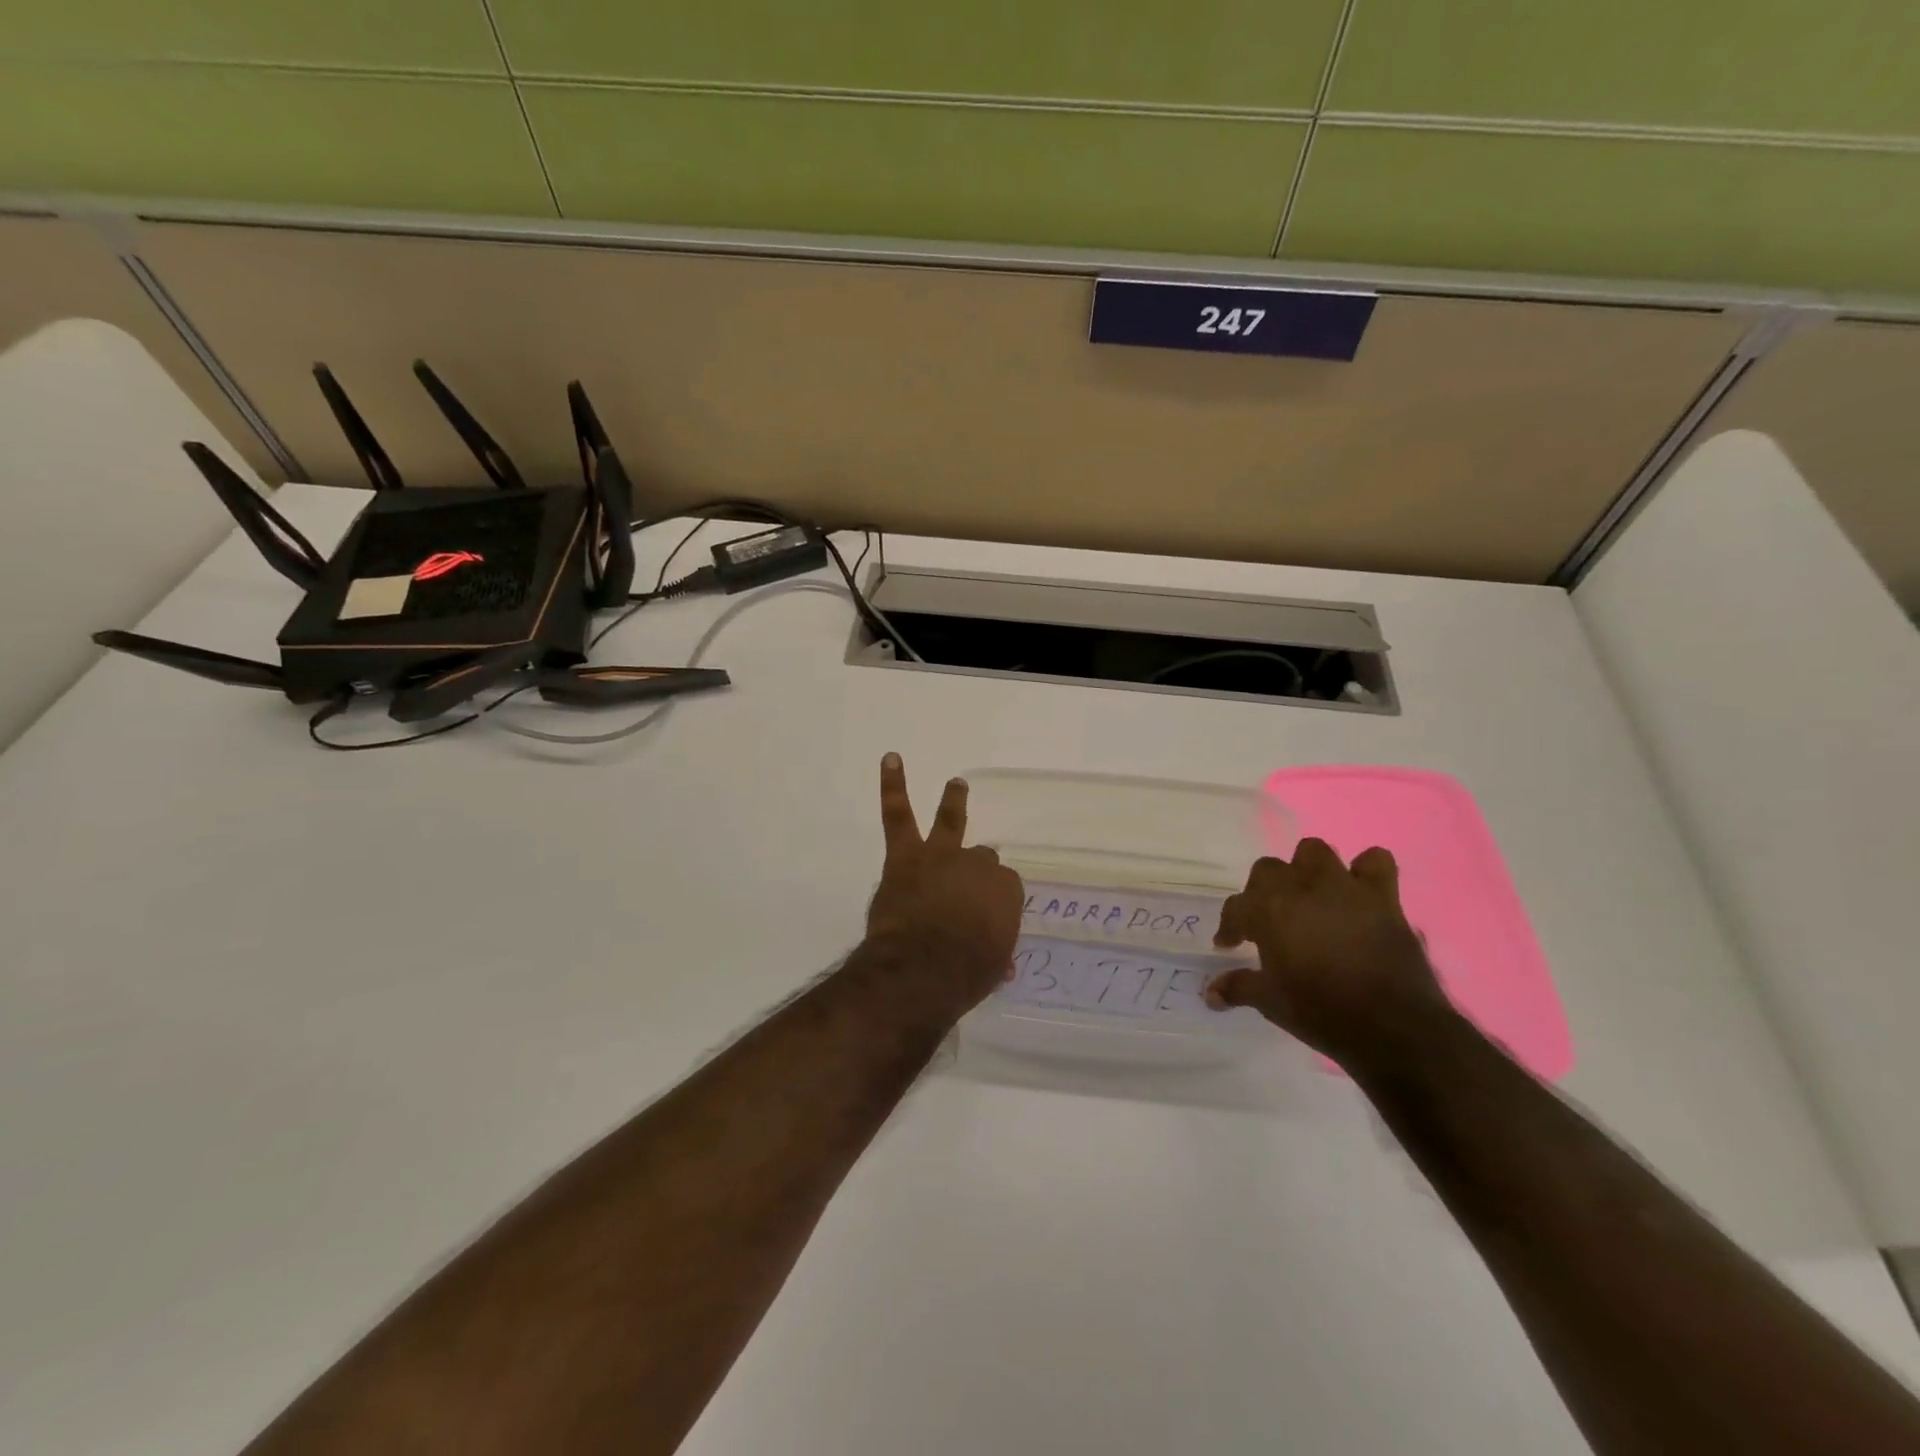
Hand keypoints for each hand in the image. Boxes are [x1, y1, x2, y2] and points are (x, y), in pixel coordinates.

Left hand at [866, 754, 1024, 1012]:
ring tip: (956, 784)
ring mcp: (942, 855)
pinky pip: (898, 814)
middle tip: (963, 889)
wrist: (922, 969)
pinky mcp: (905, 856)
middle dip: (974, 871)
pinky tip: (891, 759)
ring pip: (950, 821)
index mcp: (1005, 892)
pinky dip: (893, 785)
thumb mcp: (992, 969)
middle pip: (981, 858)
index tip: (983, 919)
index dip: (992, 901)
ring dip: (954, 801)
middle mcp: (978, 866)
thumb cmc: (964, 974)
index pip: (1003, 887)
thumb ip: (996, 958)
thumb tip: (1000, 965)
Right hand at [1204, 839, 1454, 1072]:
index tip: (1229, 945)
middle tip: (1268, 921)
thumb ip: (1238, 988)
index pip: (1236, 907)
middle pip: (1268, 870)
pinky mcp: (1382, 897)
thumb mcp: (1270, 1003)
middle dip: (1263, 892)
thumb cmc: (1321, 1012)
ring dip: (1307, 871)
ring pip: (1314, 852)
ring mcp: (1343, 887)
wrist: (1393, 1027)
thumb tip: (1211, 993)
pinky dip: (1365, 871)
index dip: (1230, 927)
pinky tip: (1358, 893)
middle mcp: (1301, 888)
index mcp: (1268, 910)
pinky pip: (1375, 862)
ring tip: (1309, 897)